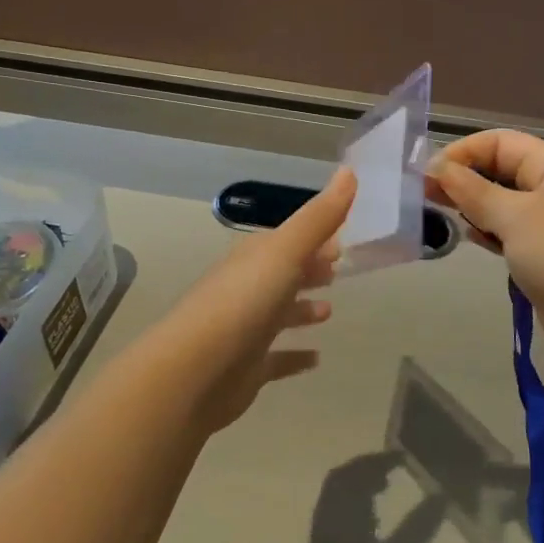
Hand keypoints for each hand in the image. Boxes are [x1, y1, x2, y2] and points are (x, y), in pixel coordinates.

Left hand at [149, 168, 356, 431]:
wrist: (195, 371)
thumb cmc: (244, 302)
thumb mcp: (285, 251)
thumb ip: (319, 217)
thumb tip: (348, 171)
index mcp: (255, 258)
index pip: (287, 240)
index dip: (314, 238)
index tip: (342, 241)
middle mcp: (247, 288)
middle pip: (282, 274)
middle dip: (309, 269)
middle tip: (339, 270)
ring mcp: (245, 329)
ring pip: (279, 313)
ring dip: (302, 310)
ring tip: (329, 311)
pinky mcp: (246, 369)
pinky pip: (276, 358)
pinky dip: (295, 356)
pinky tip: (316, 358)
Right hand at [426, 132, 543, 387]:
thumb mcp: (516, 217)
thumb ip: (473, 190)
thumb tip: (437, 167)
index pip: (501, 142)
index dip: (463, 152)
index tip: (427, 175)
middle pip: (501, 170)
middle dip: (464, 178)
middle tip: (423, 197)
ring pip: (503, 204)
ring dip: (472, 207)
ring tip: (438, 217)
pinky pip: (509, 234)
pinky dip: (487, 232)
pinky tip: (466, 238)